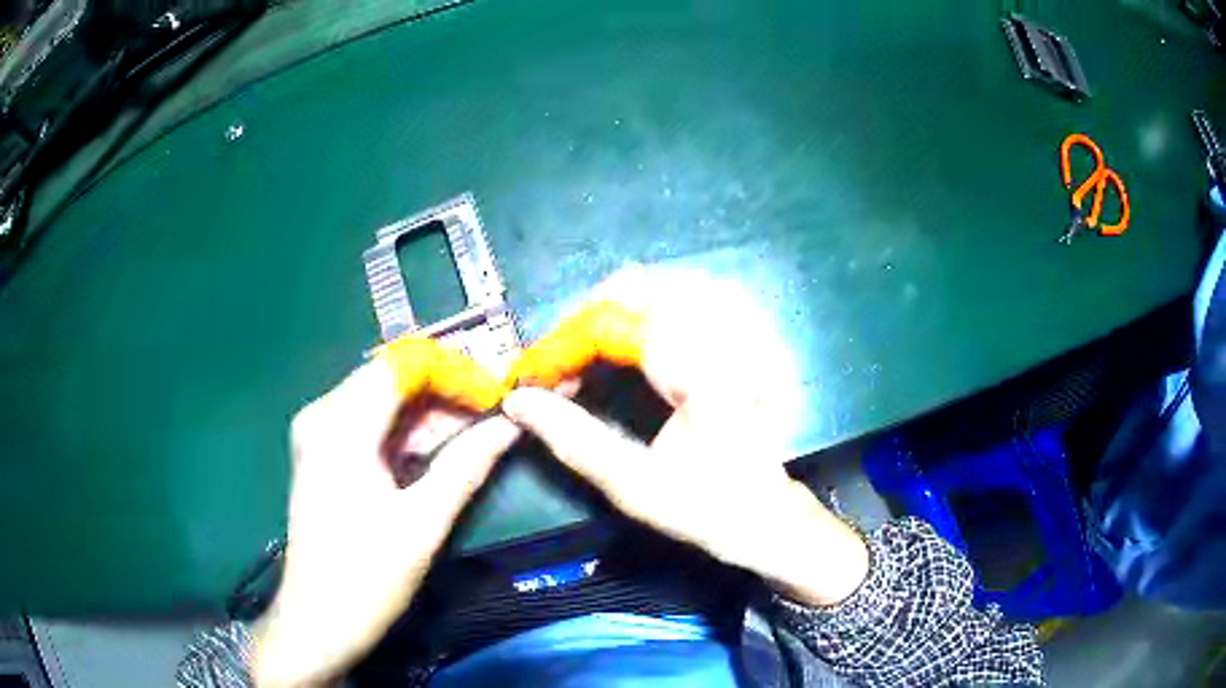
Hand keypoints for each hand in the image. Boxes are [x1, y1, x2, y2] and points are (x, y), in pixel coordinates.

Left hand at [253, 339, 516, 687]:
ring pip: (383, 400)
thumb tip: (511, 423)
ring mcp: (319, 433)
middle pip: (393, 378)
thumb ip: (468, 464)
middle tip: (495, 413)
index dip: (455, 372)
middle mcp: (323, 414)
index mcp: (340, 425)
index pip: (404, 364)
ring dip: (430, 413)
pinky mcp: (323, 453)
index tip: (497, 396)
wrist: (318, 621)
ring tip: (478, 431)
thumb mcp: (424, 522)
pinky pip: (371, 424)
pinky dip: (407, 432)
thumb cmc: (367, 576)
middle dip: (446, 391)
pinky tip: (440, 450)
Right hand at [504, 268, 868, 605]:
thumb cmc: (703, 506)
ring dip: (625, 303)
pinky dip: (662, 301)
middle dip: (590, 317)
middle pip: (646, 289)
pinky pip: (703, 291)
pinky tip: (646, 327)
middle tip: (564, 355)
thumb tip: (518, 401)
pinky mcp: (756, 332)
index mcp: (709, 378)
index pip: (620, 329)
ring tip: (596, 340)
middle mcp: (735, 341)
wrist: (765, 511)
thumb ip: (573, 438)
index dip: (567, 344)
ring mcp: (752, 330)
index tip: (536, 373)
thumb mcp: (633, 486)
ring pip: (673, 282)